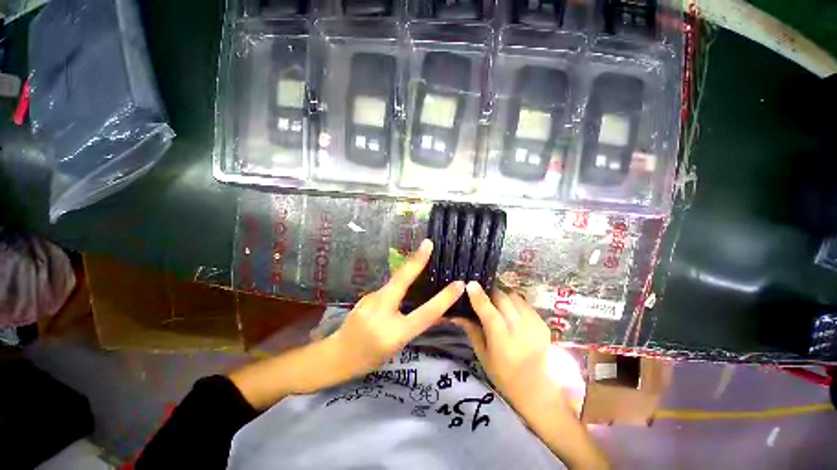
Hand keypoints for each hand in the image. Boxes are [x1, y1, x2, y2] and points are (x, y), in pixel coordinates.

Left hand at [331, 239, 464, 377]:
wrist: (337, 356)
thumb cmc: (370, 358)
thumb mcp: (397, 346)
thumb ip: (413, 325)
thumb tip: (434, 311)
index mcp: (394, 333)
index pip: (425, 314)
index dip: (443, 299)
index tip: (458, 284)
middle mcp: (381, 313)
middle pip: (401, 281)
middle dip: (416, 260)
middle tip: (427, 243)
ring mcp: (370, 301)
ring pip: (394, 282)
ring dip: (408, 269)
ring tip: (422, 253)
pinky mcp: (366, 295)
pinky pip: (388, 287)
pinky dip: (398, 282)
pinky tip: (404, 280)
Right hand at [451, 282, 558, 410]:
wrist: (537, 388)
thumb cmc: (504, 374)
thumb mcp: (482, 354)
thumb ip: (471, 330)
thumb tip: (457, 313)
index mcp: (502, 342)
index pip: (489, 313)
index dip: (479, 297)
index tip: (470, 284)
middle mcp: (520, 331)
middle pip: (503, 299)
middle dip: (490, 292)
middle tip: (482, 293)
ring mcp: (534, 326)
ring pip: (515, 297)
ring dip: (503, 295)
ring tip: (497, 302)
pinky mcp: (543, 323)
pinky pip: (525, 303)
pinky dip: (514, 302)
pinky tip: (510, 310)